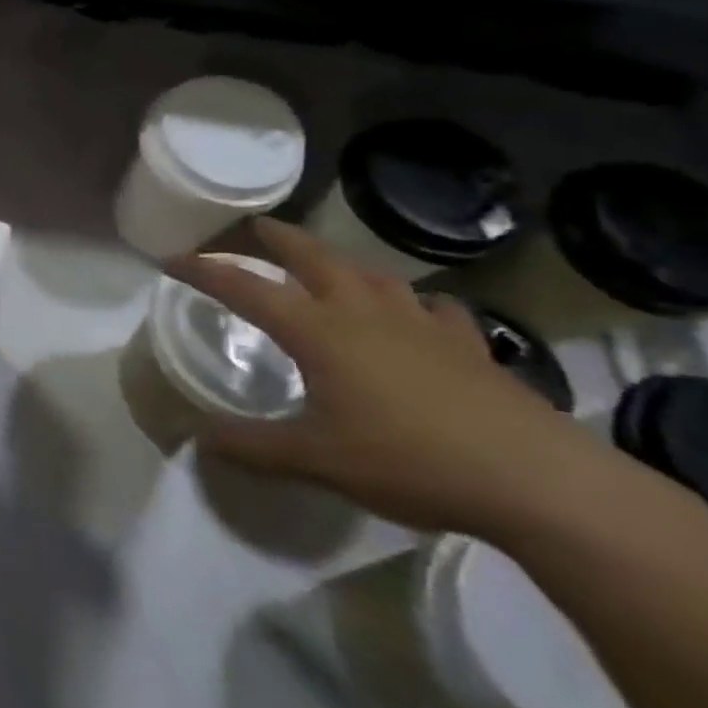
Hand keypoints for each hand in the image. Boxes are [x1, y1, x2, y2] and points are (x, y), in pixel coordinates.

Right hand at [166, 218, 607, 537]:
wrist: (535, 480)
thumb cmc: (409, 461)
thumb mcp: (315, 460)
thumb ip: (252, 447)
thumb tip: (198, 440)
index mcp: (318, 332)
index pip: (246, 288)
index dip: (205, 271)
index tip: (172, 260)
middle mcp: (363, 313)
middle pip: (313, 257)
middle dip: (278, 239)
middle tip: (256, 227)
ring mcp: (421, 325)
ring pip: (372, 275)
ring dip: (342, 262)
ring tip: (329, 264)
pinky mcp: (468, 345)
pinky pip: (436, 309)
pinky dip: (417, 303)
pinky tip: (419, 313)